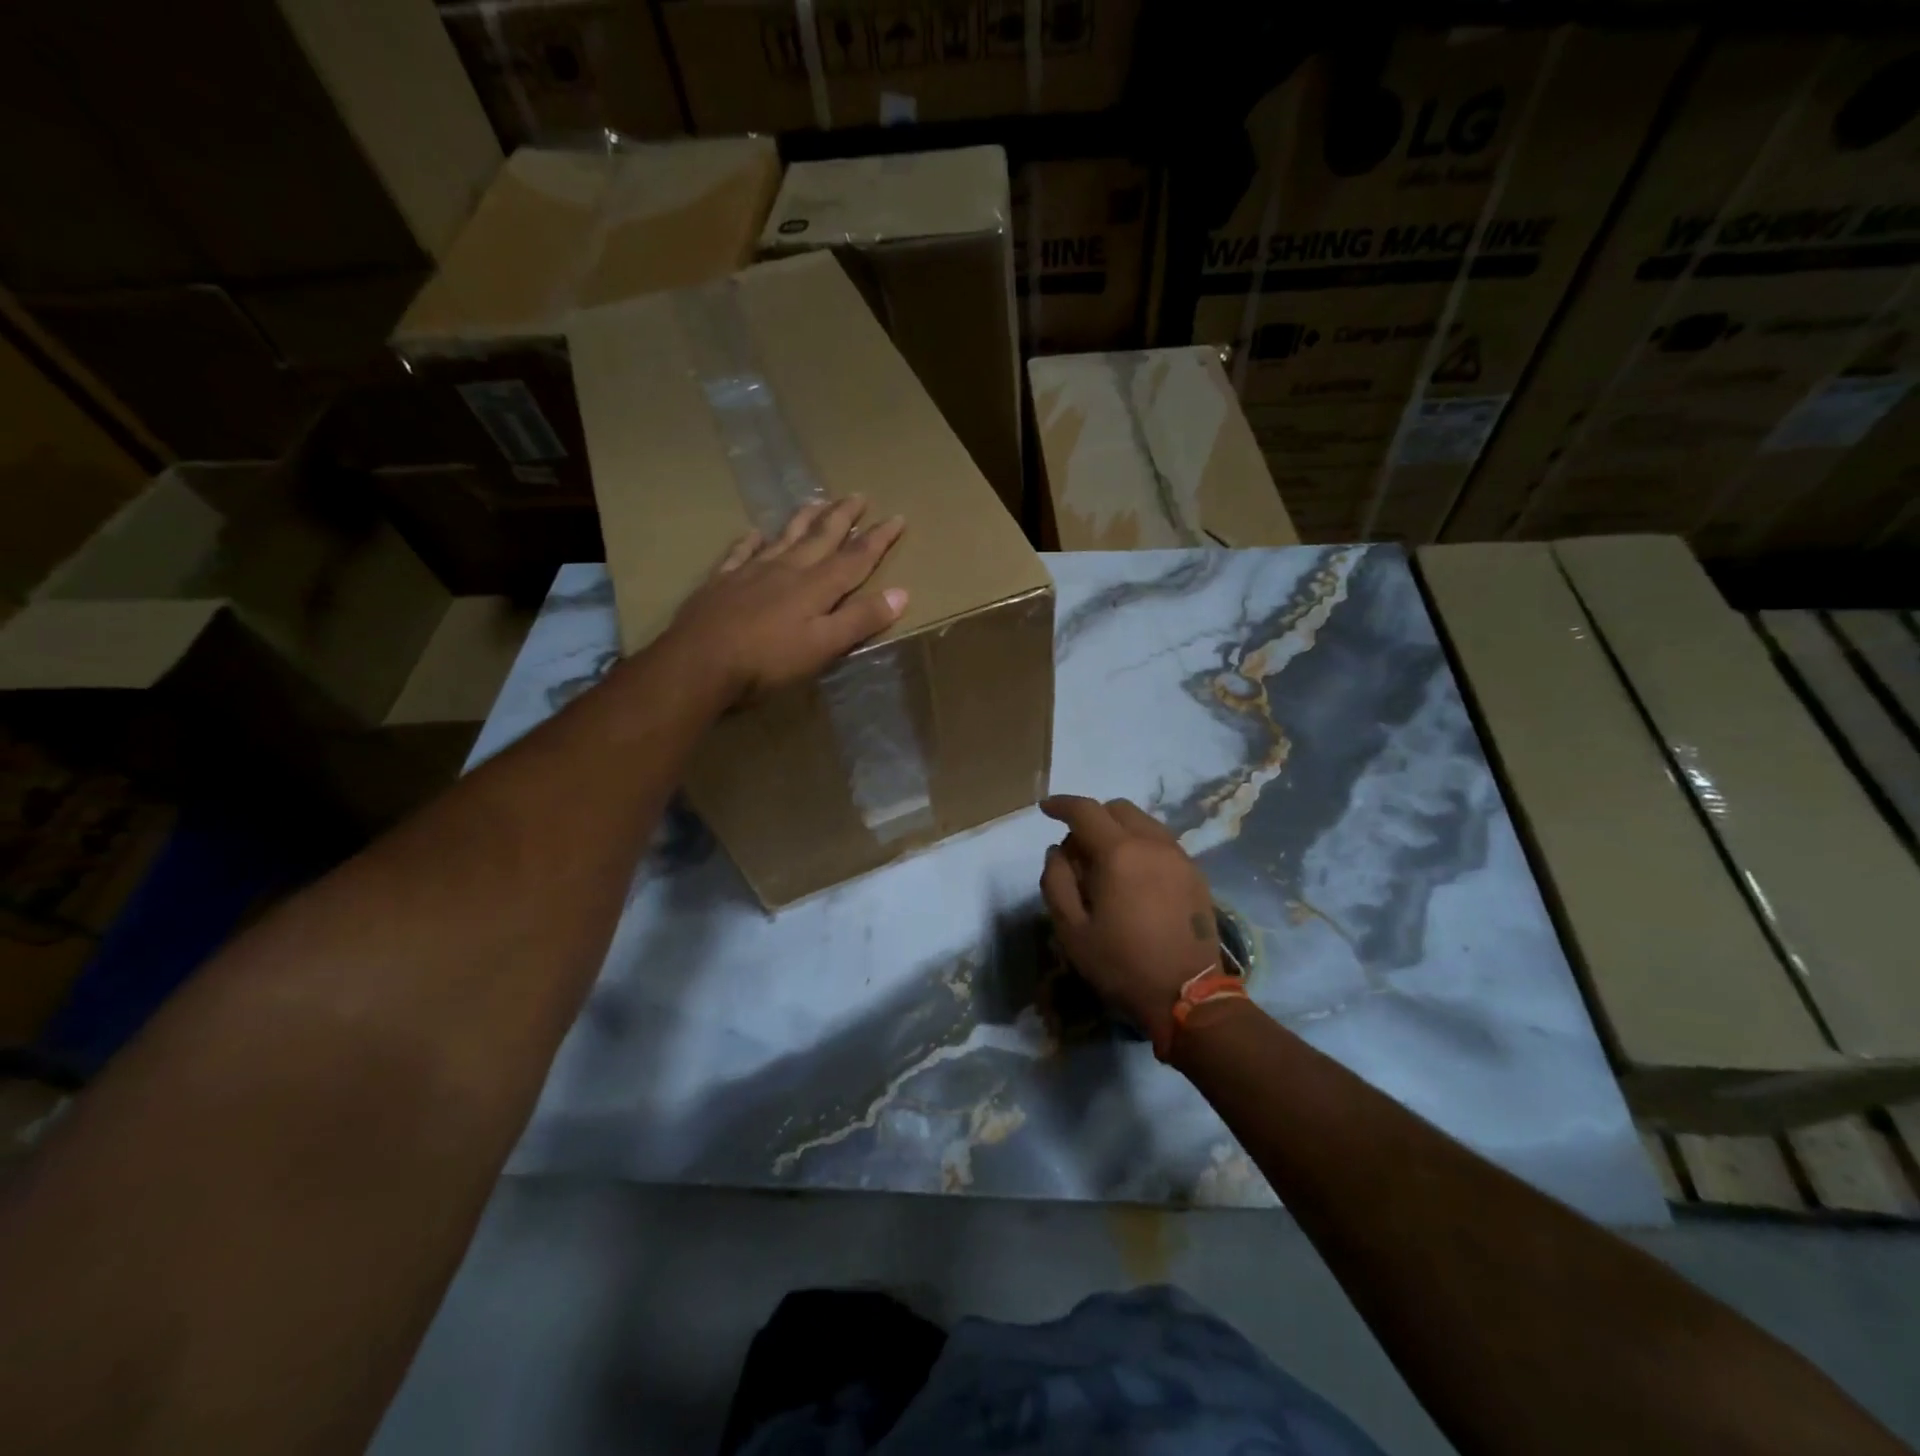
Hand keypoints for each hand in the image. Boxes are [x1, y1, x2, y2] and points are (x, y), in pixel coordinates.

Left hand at [664, 496, 907, 701]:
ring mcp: (751, 572)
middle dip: (843, 517)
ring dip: (803, 520)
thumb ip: (860, 620)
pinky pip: (740, 553)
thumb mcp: (823, 646)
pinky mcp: (721, 582)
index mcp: (815, 587)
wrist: (699, 662)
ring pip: (784, 537)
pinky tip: (753, 533)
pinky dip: (750, 541)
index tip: (897, 517)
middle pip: (820, 538)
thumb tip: (902, 594)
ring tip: (817, 501)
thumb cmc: (768, 661)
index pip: (855, 558)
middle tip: (858, 495)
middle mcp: (787, 570)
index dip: (878, 539)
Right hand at [1039, 796, 1220, 1050]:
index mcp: (1119, 853)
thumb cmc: (1121, 964)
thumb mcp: (1071, 930)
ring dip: (1118, 829)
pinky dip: (1141, 844)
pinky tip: (1134, 876)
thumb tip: (1057, 851)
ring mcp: (1179, 856)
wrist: (1189, 996)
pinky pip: (1162, 841)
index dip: (1061, 804)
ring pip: (1144, 821)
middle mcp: (1152, 843)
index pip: (1085, 810)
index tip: (1045, 809)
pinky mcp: (1195, 873)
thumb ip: (1056, 882)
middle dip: (1092, 817)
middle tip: (1077, 850)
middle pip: (1117, 808)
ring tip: (1106, 863)